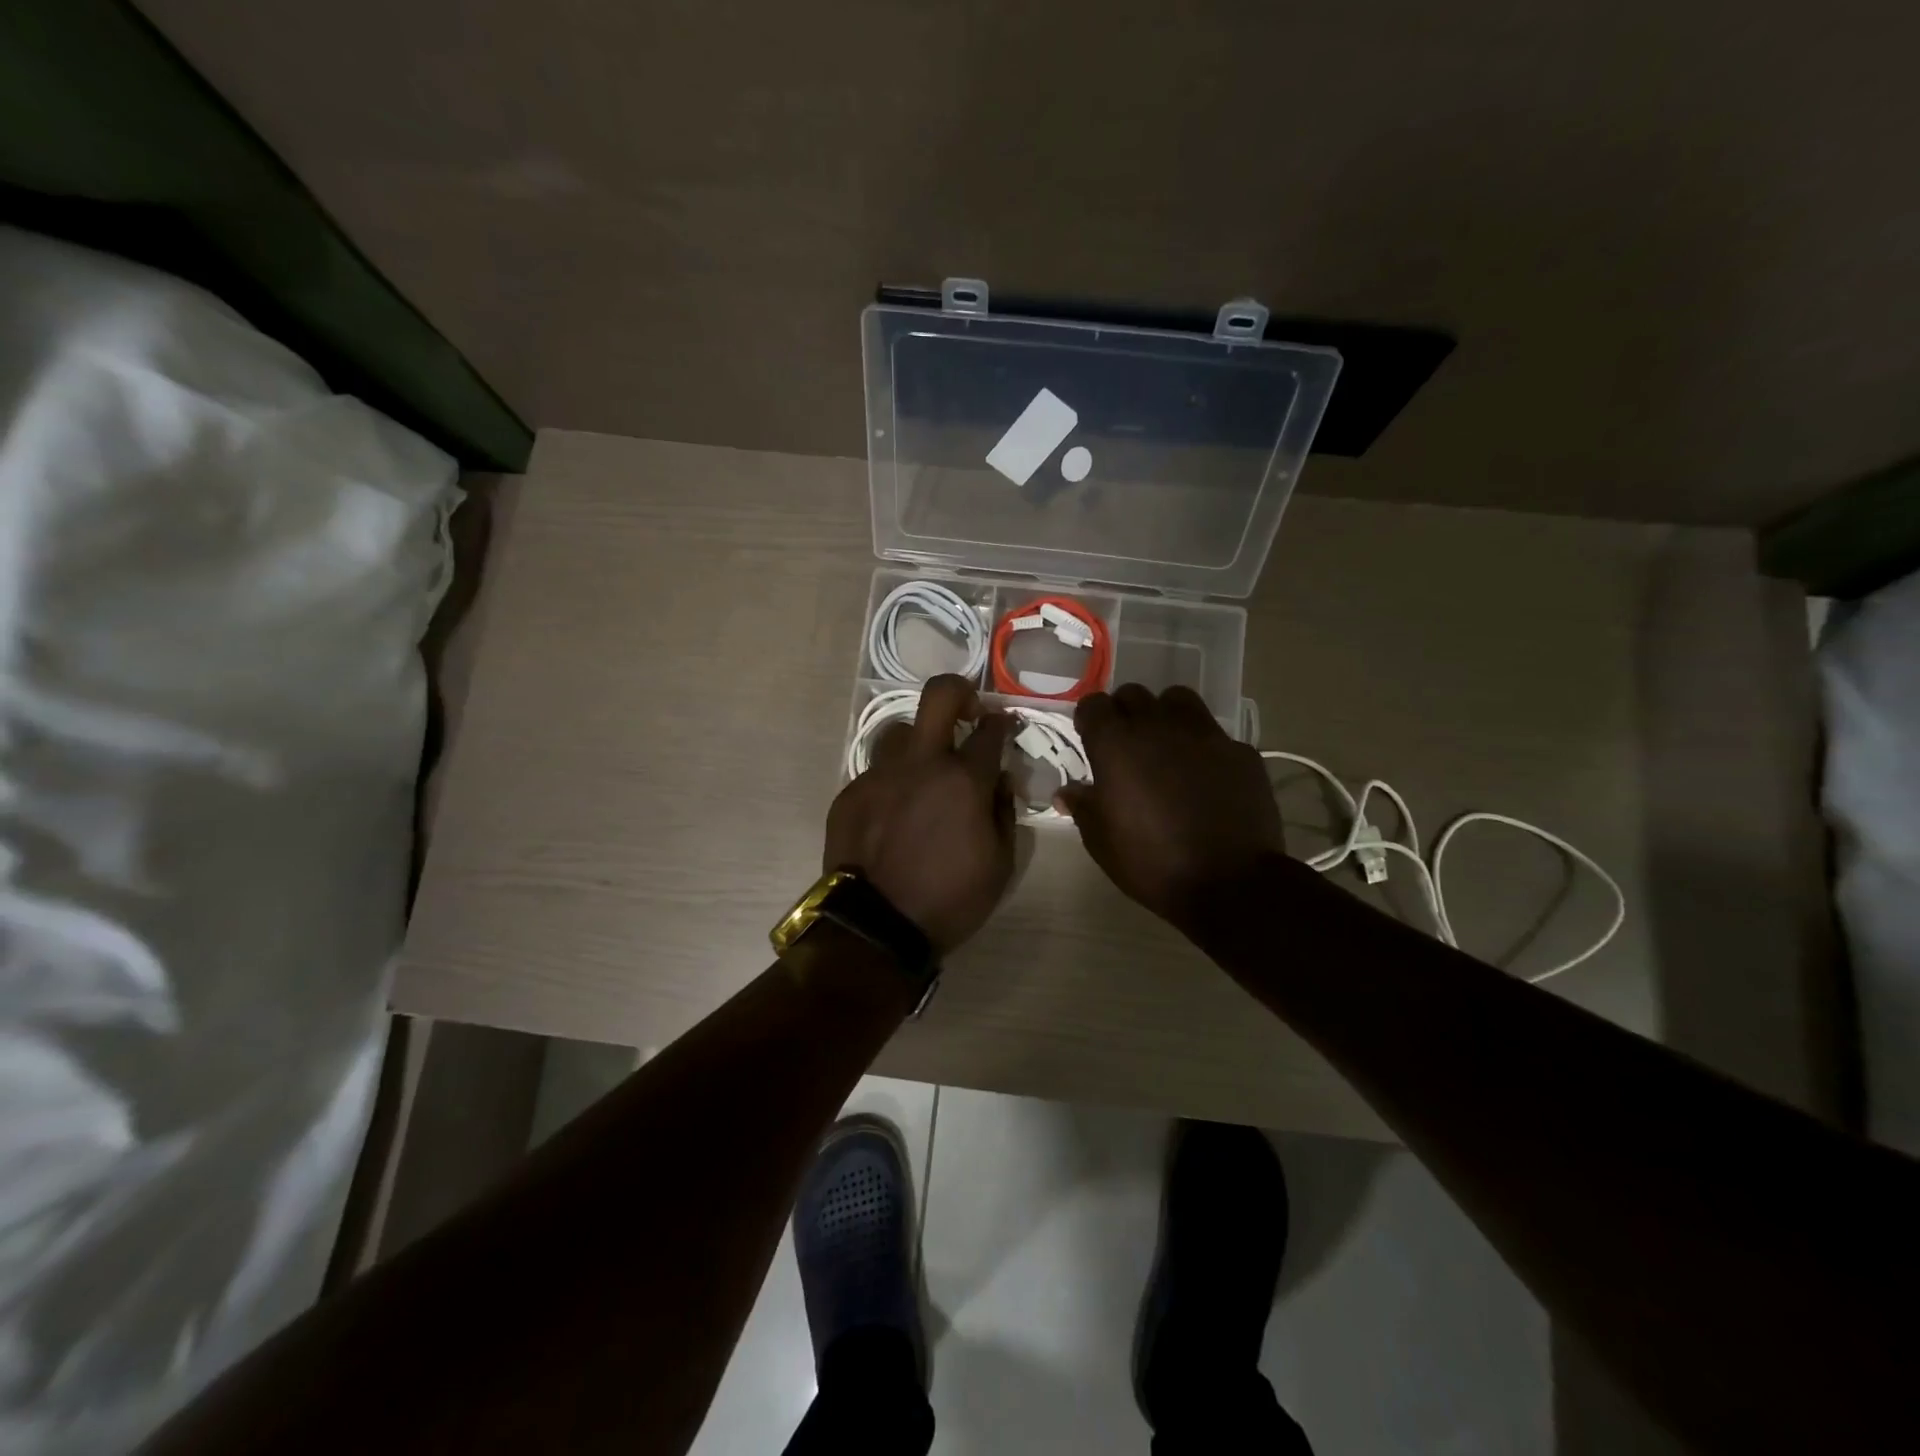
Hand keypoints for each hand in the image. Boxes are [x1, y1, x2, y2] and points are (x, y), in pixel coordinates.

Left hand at [824, 675, 1014, 951]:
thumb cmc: (949, 899)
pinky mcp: (850, 793)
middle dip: (959, 691)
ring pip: (899, 731)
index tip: (1004, 726)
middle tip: (967, 711)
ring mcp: (880, 775)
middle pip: (938, 696)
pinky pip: (876, 772)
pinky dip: (892, 784)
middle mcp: (920, 764)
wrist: (875, 926)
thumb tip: (999, 781)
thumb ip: (1004, 812)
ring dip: (918, 743)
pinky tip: (894, 814)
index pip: (990, 731)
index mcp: (963, 780)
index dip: (1002, 724)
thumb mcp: (1000, 864)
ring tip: (923, 773)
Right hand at [1056, 685, 1284, 934]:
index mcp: (1117, 745)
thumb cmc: (1152, 863)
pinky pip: (1213, 733)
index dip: (1089, 721)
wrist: (1231, 884)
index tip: (1090, 742)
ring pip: (1177, 699)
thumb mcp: (1102, 842)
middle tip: (1126, 746)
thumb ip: (1083, 807)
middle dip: (1124, 713)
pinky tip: (1205, 774)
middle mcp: (1158, 727)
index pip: (1093, 705)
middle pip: (1134, 694)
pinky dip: (1202, 745)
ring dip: (1165, 715)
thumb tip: (1066, 793)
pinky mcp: (1240, 750)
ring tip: (1166, 746)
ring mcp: (1204, 734)